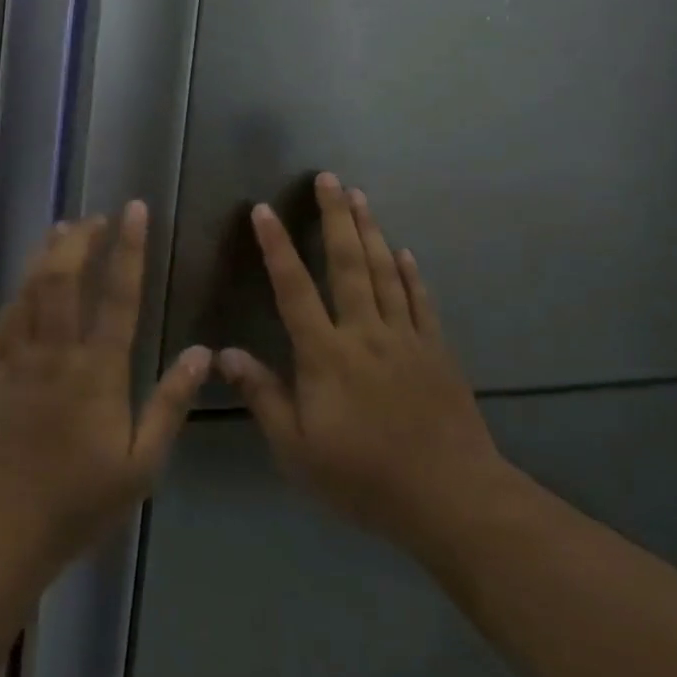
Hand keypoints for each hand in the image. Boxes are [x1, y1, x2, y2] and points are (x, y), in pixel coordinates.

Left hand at [0, 201, 209, 574]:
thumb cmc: (78, 501)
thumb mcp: (141, 463)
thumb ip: (171, 403)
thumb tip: (203, 353)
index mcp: (97, 371)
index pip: (117, 295)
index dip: (128, 248)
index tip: (134, 211)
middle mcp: (56, 352)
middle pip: (65, 278)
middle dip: (81, 239)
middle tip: (97, 217)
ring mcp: (18, 358)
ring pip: (31, 289)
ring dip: (48, 253)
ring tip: (64, 228)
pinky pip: (6, 316)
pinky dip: (20, 287)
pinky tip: (28, 278)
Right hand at [218, 174, 516, 559]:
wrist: (451, 498)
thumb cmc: (364, 477)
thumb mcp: (297, 449)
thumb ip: (263, 397)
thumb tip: (226, 354)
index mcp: (326, 355)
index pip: (294, 289)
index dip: (277, 247)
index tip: (264, 210)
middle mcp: (365, 333)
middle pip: (349, 264)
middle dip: (336, 217)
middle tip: (330, 178)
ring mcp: (406, 337)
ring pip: (386, 272)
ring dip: (371, 231)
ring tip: (361, 197)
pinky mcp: (437, 350)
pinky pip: (421, 301)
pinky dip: (411, 273)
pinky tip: (405, 252)